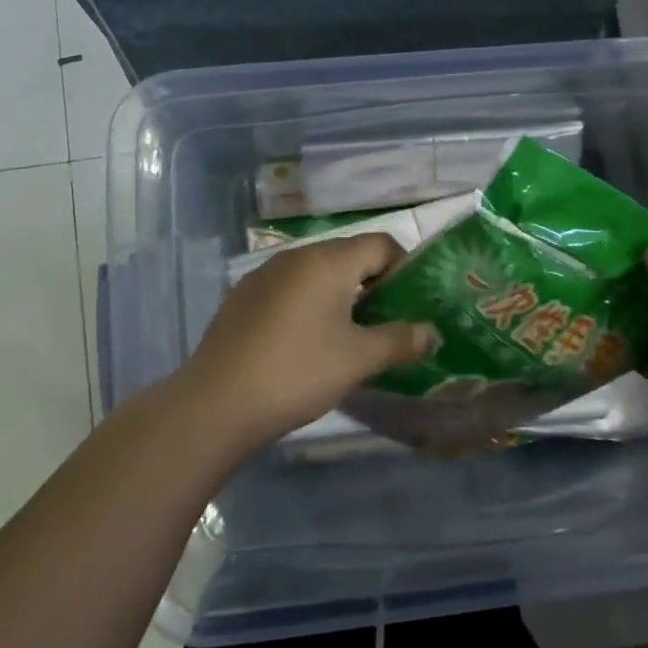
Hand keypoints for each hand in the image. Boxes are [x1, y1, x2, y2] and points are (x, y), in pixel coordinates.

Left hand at [172, 233, 438, 447]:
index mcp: (328, 261)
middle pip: (348, 256)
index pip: (381, 244)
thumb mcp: (358, 359)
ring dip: (341, 295)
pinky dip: (309, 304)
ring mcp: (264, 275)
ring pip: (317, 273)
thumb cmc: (297, 372)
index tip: (412, 305)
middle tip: (386, 323)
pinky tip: (305, 343)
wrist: (216, 403)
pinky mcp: (243, 297)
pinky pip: (290, 289)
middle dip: (374, 284)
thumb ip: (400, 340)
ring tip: (349, 336)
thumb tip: (431, 332)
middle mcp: (296, 256)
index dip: (405, 268)